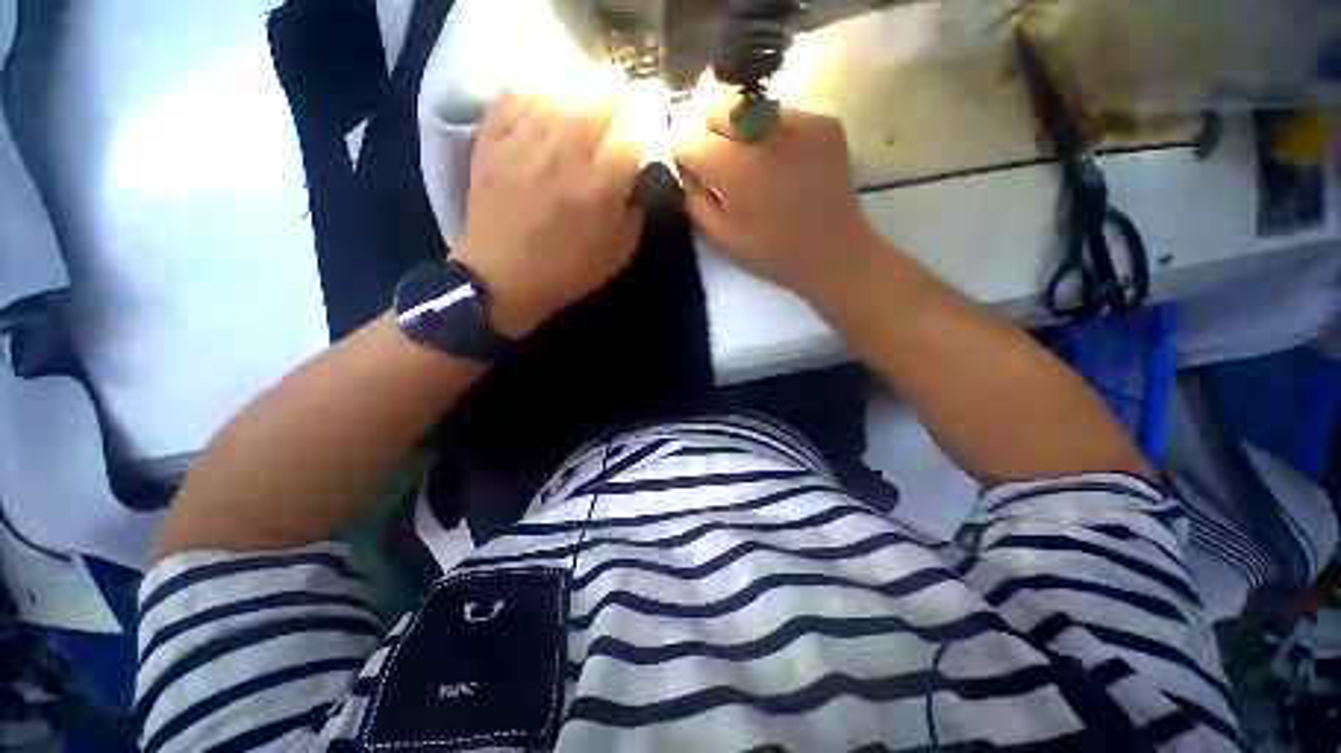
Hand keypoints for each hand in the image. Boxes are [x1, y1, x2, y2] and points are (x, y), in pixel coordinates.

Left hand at [455, 90, 642, 337]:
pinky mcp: (492, 139)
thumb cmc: (567, 273)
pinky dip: (536, 92)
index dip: (646, 121)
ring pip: (560, 91)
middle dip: (618, 99)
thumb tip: (637, 180)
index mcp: (600, 188)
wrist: (502, 278)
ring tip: (585, 103)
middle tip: (620, 107)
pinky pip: (516, 95)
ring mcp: (524, 142)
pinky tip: (546, 104)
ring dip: (580, 92)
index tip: (648, 124)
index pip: (633, 133)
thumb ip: (636, 214)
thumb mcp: (618, 255)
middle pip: (599, 100)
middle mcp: (564, 154)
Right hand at [672, 107, 875, 299]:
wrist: (833, 253)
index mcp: (732, 165)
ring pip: (750, 104)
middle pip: (717, 103)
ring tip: (754, 163)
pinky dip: (773, 132)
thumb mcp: (720, 237)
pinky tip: (783, 163)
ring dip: (741, 128)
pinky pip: (783, 114)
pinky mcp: (823, 121)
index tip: (691, 167)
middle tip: (720, 160)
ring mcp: (798, 120)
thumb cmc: (770, 252)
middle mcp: (762, 129)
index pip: (686, 135)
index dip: (683, 151)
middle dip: (708, 129)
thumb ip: (693, 197)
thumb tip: (685, 166)